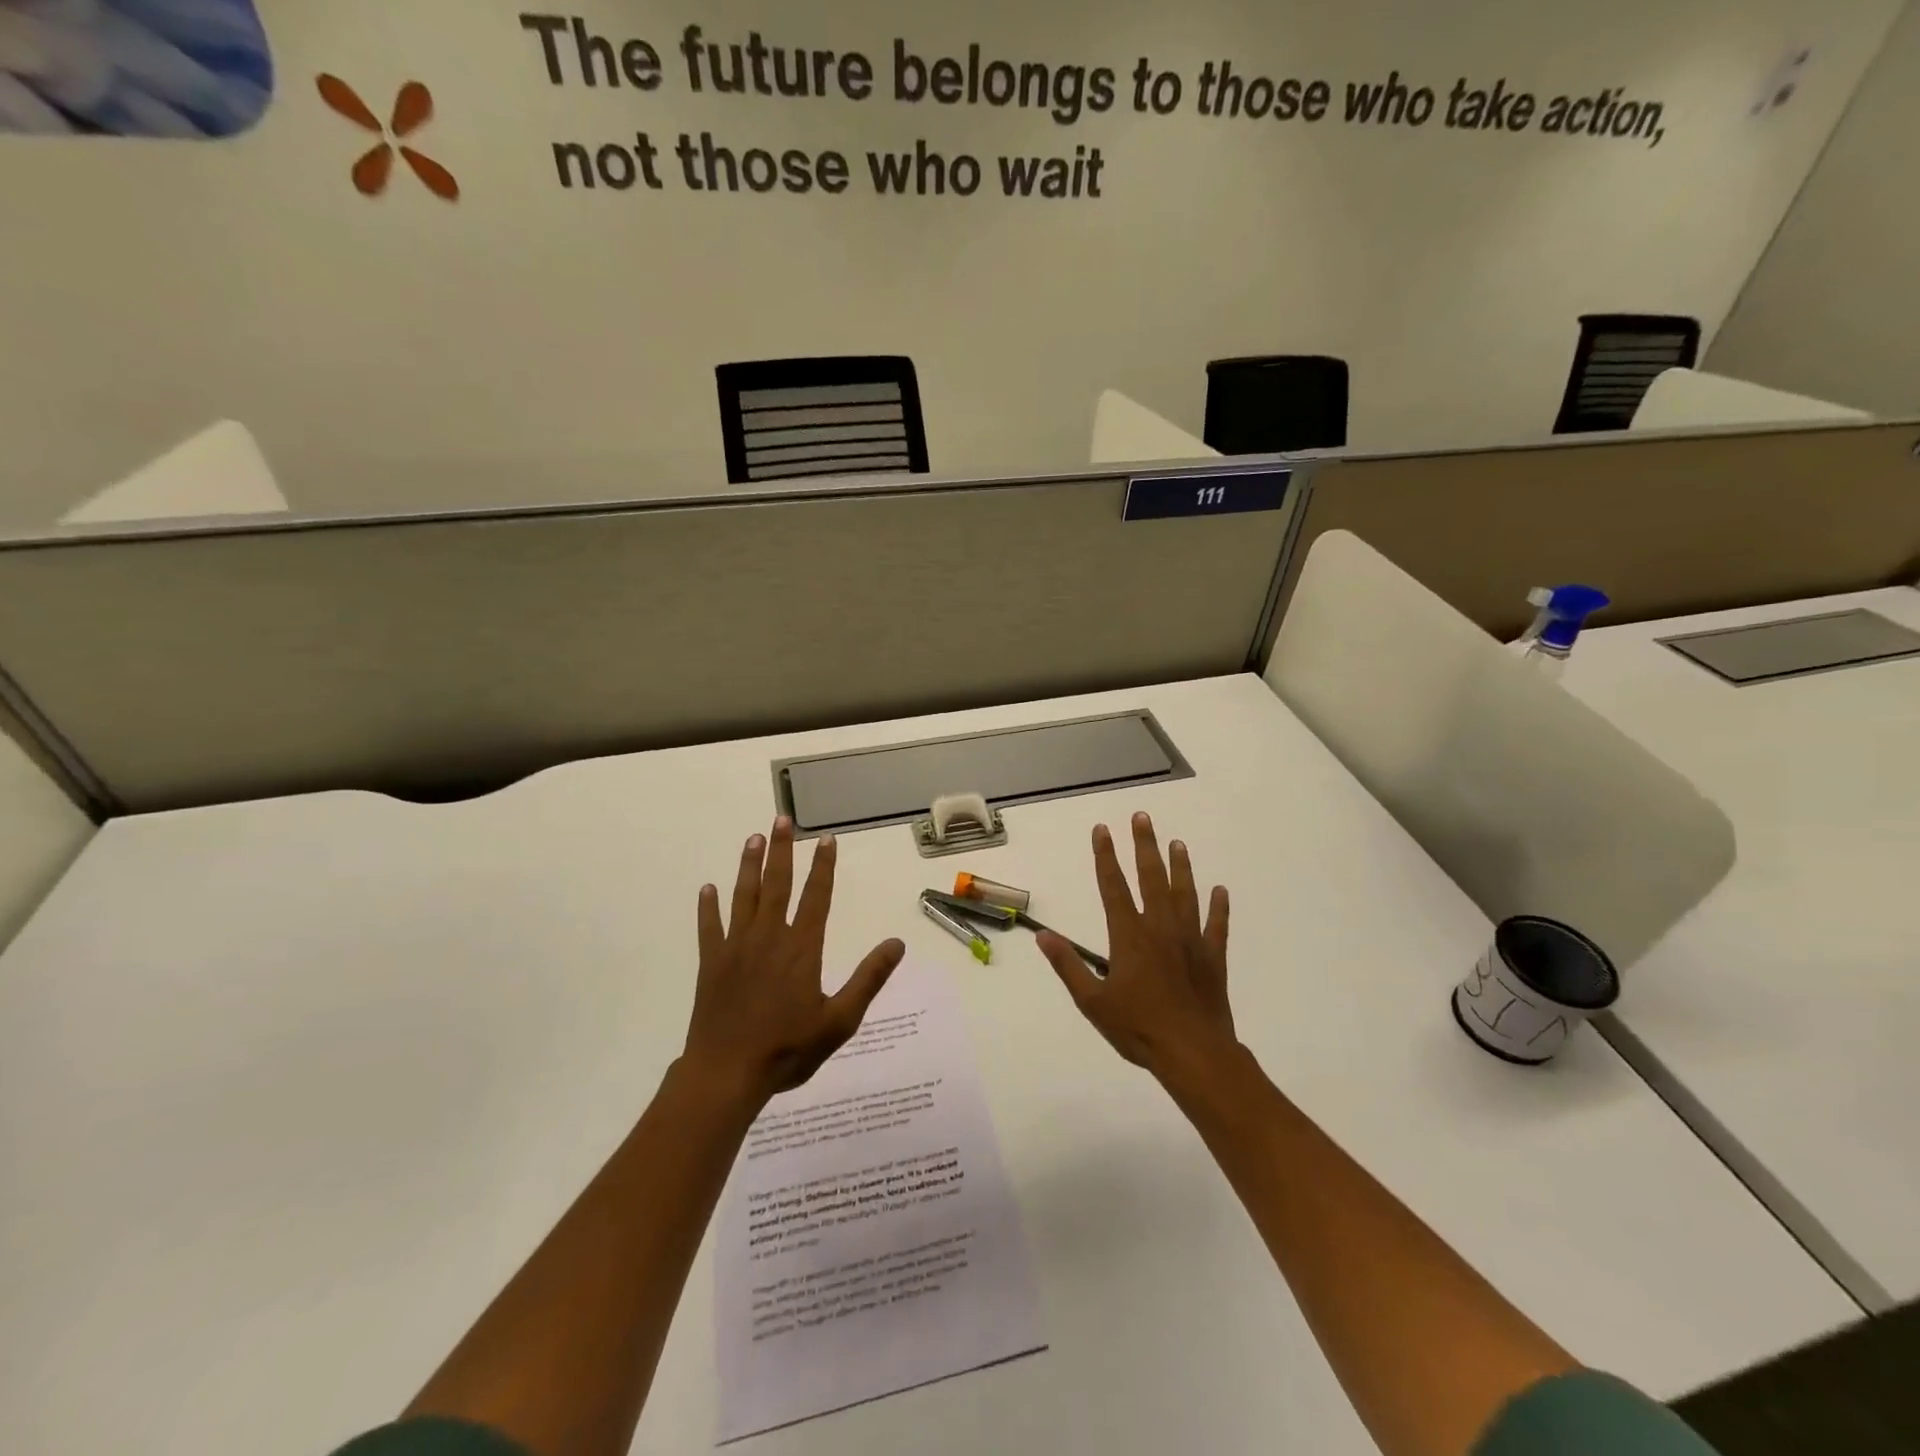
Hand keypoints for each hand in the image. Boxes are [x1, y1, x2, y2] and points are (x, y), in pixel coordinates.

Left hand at [683, 817, 904, 1107]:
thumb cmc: (788, 1049)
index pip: (816, 896)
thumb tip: (897, 943)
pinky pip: (709, 928)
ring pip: (743, 897)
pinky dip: (707, 907)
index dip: (823, 866)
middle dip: (782, 851)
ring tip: (753, 838)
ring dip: (749, 866)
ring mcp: (736, 948)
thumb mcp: (840, 1020)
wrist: (727, 1073)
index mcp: (802, 948)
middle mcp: (769, 937)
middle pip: (777, 885)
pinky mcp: (711, 963)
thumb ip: (868, 979)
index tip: (825, 839)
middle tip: (782, 820)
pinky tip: (707, 889)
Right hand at [1038, 812, 1234, 1080]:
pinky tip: (1220, 891)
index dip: (1106, 856)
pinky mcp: (1213, 957)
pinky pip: (1217, 926)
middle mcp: (1160, 928)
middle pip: (1151, 878)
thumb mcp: (1092, 1001)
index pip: (1113, 886)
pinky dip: (1219, 908)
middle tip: (1143, 817)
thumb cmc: (1138, 1028)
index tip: (1102, 829)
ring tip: (1177, 843)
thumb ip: (1068, 966)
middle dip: (1145, 846)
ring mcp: (1190, 940)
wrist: (1193, 1053)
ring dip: (1180, 867)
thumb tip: (1043, 936)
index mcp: (1129, 935)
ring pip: (1185, 894)